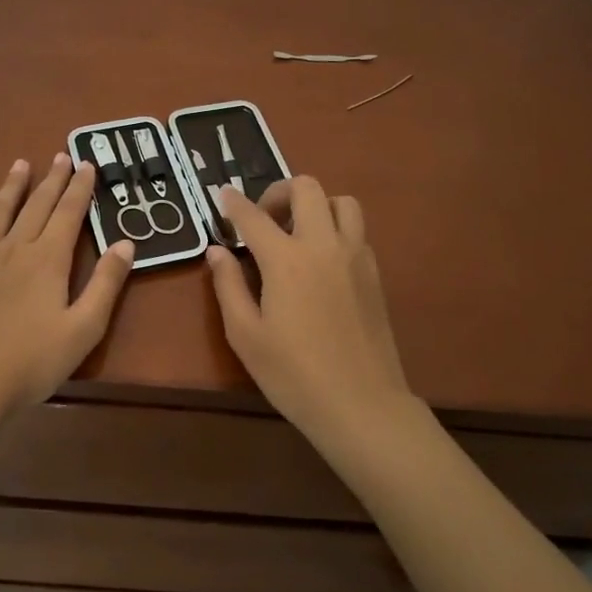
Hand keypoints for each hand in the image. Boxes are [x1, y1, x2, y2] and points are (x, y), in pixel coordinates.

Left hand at [0, 154, 135, 416]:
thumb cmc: (31, 363)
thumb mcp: (83, 329)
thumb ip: (106, 284)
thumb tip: (126, 243)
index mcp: (48, 260)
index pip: (69, 213)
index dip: (80, 188)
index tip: (87, 164)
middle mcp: (13, 247)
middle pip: (36, 205)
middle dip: (52, 179)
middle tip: (60, 155)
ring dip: (13, 186)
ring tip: (21, 164)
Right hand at [206, 177, 416, 452]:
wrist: (360, 403)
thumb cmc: (292, 374)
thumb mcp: (245, 334)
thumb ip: (228, 285)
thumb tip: (217, 251)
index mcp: (286, 259)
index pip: (254, 216)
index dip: (233, 202)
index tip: (222, 195)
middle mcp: (324, 245)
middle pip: (307, 188)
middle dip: (279, 191)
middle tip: (263, 218)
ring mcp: (356, 256)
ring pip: (342, 202)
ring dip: (316, 204)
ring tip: (298, 232)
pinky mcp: (375, 273)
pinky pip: (357, 230)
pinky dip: (336, 228)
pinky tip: (321, 260)